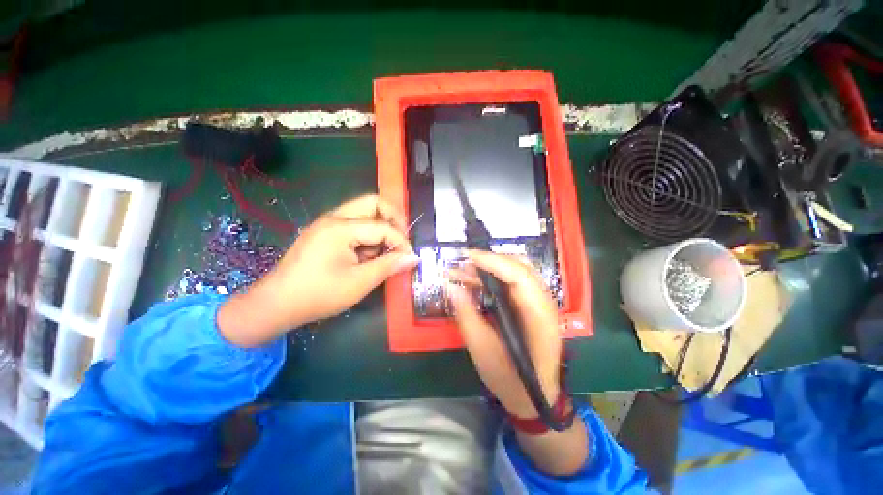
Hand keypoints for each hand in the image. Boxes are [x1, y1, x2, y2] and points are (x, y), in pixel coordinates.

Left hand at [218, 195, 417, 346]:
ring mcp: (327, 224)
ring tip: (383, 252)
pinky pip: (354, 224)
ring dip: (380, 227)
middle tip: (401, 240)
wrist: (275, 305)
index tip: (410, 258)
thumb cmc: (318, 294)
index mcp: (340, 228)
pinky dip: (367, 235)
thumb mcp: (359, 282)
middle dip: (393, 218)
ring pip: (364, 212)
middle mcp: (333, 218)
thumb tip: (413, 258)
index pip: (382, 227)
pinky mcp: (325, 233)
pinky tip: (366, 255)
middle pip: (372, 203)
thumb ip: (389, 266)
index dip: (401, 242)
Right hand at [446, 250, 562, 417]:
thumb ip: (466, 315)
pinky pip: (513, 282)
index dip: (493, 261)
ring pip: (516, 271)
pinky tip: (474, 282)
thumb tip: (450, 286)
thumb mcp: (482, 349)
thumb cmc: (510, 379)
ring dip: (490, 268)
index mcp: (538, 316)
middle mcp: (544, 303)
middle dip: (489, 261)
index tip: (467, 256)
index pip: (519, 275)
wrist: (535, 397)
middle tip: (462, 264)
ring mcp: (540, 303)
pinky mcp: (531, 305)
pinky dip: (493, 277)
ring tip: (463, 272)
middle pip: (519, 267)